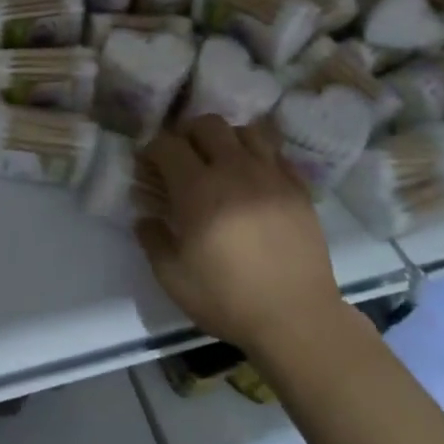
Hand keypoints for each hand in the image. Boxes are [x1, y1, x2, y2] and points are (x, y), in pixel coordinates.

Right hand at [137, 115, 346, 353]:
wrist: (297, 319)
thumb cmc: (228, 299)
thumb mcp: (173, 277)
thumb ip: (152, 240)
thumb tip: (145, 217)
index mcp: (198, 189)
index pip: (168, 144)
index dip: (152, 149)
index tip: (147, 166)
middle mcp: (235, 170)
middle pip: (207, 124)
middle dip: (188, 134)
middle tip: (182, 159)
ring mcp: (271, 176)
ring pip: (245, 131)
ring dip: (225, 140)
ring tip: (220, 163)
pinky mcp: (298, 189)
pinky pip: (275, 154)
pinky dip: (258, 157)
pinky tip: (253, 180)